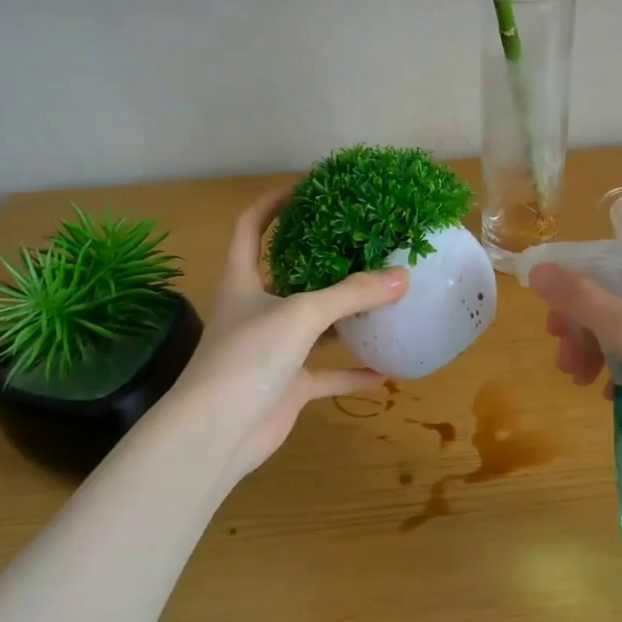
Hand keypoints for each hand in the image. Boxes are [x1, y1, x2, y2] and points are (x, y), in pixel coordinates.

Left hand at [164, 187, 408, 484]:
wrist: (217, 433)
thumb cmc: (249, 357)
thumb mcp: (303, 314)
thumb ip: (353, 293)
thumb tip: (403, 275)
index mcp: (243, 281)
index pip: (249, 228)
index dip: (271, 205)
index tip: (306, 188)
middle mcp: (256, 311)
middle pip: (288, 274)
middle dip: (321, 259)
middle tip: (361, 241)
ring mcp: (272, 350)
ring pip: (313, 325)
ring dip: (343, 316)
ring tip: (381, 296)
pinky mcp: (287, 386)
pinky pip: (326, 374)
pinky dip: (351, 373)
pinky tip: (383, 372)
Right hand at [528, 233, 621, 435]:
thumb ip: (580, 297)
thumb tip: (537, 269)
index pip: (594, 264)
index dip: (566, 299)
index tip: (554, 336)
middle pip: (608, 290)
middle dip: (582, 330)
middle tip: (568, 367)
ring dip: (598, 347)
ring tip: (584, 381)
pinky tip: (613, 387)